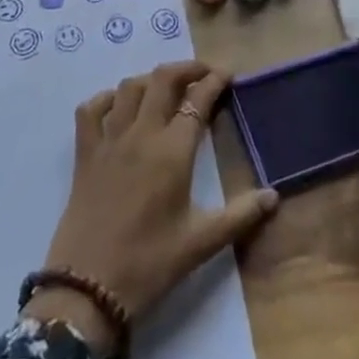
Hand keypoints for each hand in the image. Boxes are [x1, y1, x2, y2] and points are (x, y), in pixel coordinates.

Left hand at [26, 62, 278, 358]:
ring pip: (129, 87)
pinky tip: (118, 106)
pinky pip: (91, 109)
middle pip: (163, 80)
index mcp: (172, 151)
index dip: (214, 82)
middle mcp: (141, 134)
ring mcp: (109, 139)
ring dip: (151, 80)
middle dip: (186, 69)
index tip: (228, 76)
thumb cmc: (149, 265)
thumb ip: (240, 216)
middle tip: (203, 74)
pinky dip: (106, 99)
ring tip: (166, 88)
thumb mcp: (200, 244)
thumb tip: (274, 196)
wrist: (87, 290)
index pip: (197, 100)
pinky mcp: (84, 153)